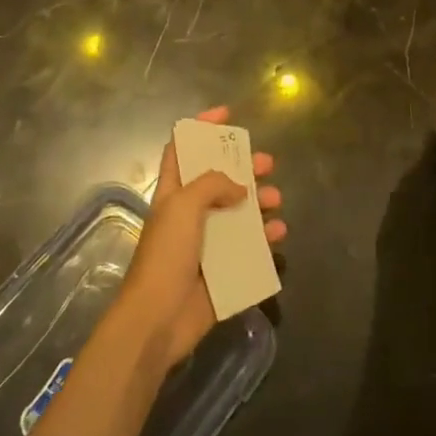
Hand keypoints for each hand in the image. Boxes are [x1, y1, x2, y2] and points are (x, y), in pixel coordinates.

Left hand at [117, 106, 285, 367]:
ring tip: (277, 200)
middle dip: (243, 167)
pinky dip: (265, 238)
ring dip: (259, 201)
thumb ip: (212, 184)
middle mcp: (189, 214)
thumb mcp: (183, 206)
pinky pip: (248, 248)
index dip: (201, 128)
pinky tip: (279, 233)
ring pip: (238, 212)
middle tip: (268, 163)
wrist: (157, 320)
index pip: (183, 149)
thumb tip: (240, 187)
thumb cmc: (166, 255)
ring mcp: (206, 243)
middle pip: (219, 179)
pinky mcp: (222, 271)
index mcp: (173, 193)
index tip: (227, 115)